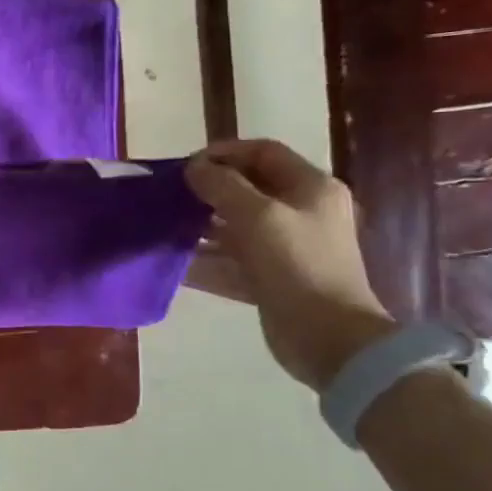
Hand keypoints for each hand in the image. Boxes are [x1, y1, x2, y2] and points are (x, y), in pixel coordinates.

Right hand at [183, 139, 395, 391]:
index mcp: (310, 188)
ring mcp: (284, 248)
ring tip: (164, 228)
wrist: (327, 337)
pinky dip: (203, 261)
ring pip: (234, 227)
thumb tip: (193, 167)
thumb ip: (222, 186)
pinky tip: (173, 264)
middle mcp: (300, 213)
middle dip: (207, 191)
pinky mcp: (269, 279)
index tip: (186, 166)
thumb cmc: (297, 265)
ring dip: (200, 227)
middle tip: (170, 197)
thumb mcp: (258, 216)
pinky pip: (229, 262)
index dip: (224, 153)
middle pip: (247, 190)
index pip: (263, 153)